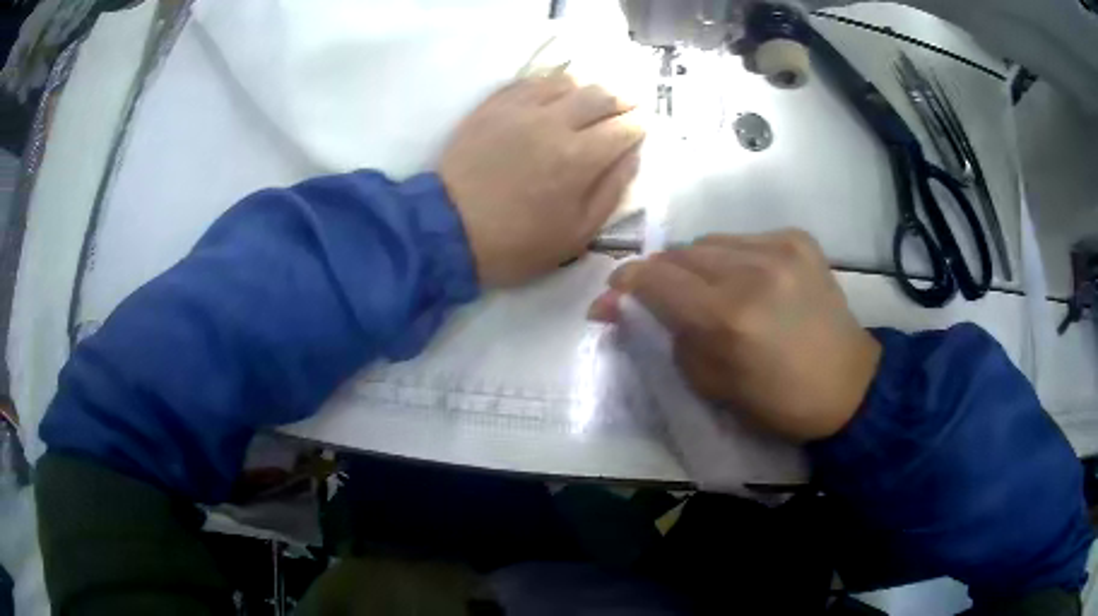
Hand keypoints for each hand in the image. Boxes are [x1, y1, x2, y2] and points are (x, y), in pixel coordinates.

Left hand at [439, 74, 644, 286]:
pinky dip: (551, 83)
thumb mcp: (577, 234)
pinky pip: (530, 82)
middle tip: (627, 106)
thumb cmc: (517, 243)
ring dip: (588, 87)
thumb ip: (611, 191)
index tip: (642, 127)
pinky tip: (555, 92)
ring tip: (592, 99)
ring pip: (567, 81)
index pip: (624, 127)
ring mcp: (521, 109)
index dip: (639, 125)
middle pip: (600, 95)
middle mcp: (555, 123)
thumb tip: (632, 156)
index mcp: (580, 157)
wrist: (448, 230)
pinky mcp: (493, 106)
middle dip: (622, 99)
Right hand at [590, 230, 880, 441]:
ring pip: (709, 241)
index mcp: (728, 317)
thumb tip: (628, 305)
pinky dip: (732, 258)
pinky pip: (743, 239)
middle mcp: (752, 270)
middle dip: (661, 274)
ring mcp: (780, 248)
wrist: (849, 383)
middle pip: (679, 252)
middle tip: (663, 299)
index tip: (614, 294)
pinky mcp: (799, 239)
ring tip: (710, 291)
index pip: (655, 278)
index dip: (626, 282)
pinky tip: (748, 282)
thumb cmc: (778, 400)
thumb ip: (668, 337)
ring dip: (697, 265)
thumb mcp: (711, 384)